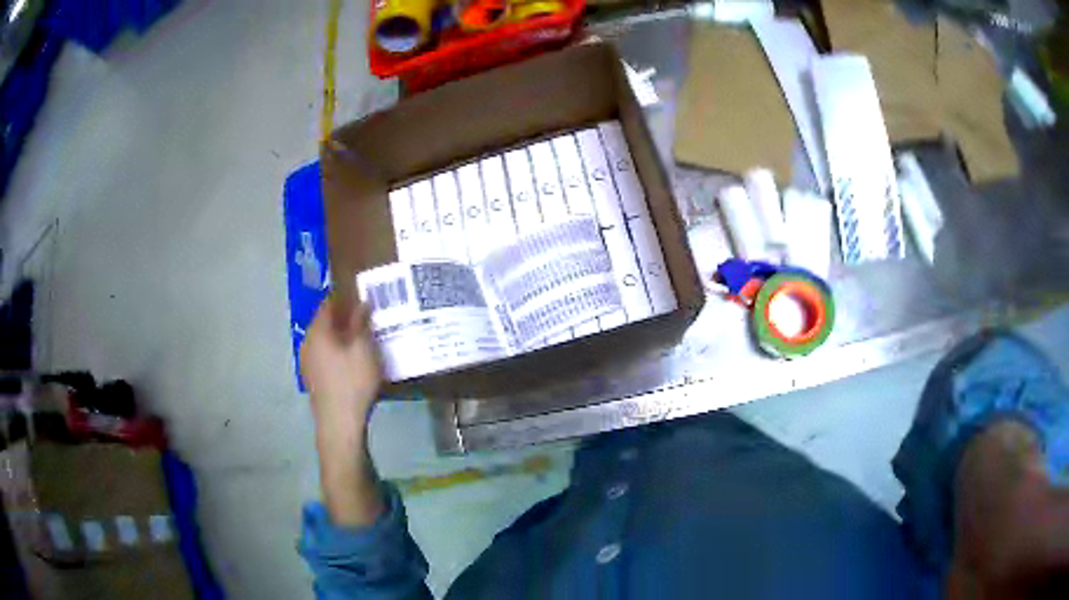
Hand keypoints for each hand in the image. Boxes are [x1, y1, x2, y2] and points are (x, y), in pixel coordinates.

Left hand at [301, 298, 387, 525]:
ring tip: (363, 338)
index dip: (344, 296)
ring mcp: (307, 361)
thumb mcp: (364, 349)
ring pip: (325, 340)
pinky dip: (337, 352)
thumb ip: (362, 322)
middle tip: (367, 316)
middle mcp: (307, 341)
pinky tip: (352, 361)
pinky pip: (324, 355)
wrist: (338, 424)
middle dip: (344, 317)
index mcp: (317, 330)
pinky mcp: (312, 378)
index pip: (328, 302)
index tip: (361, 294)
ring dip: (341, 336)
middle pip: (325, 321)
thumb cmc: (352, 382)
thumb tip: (362, 302)